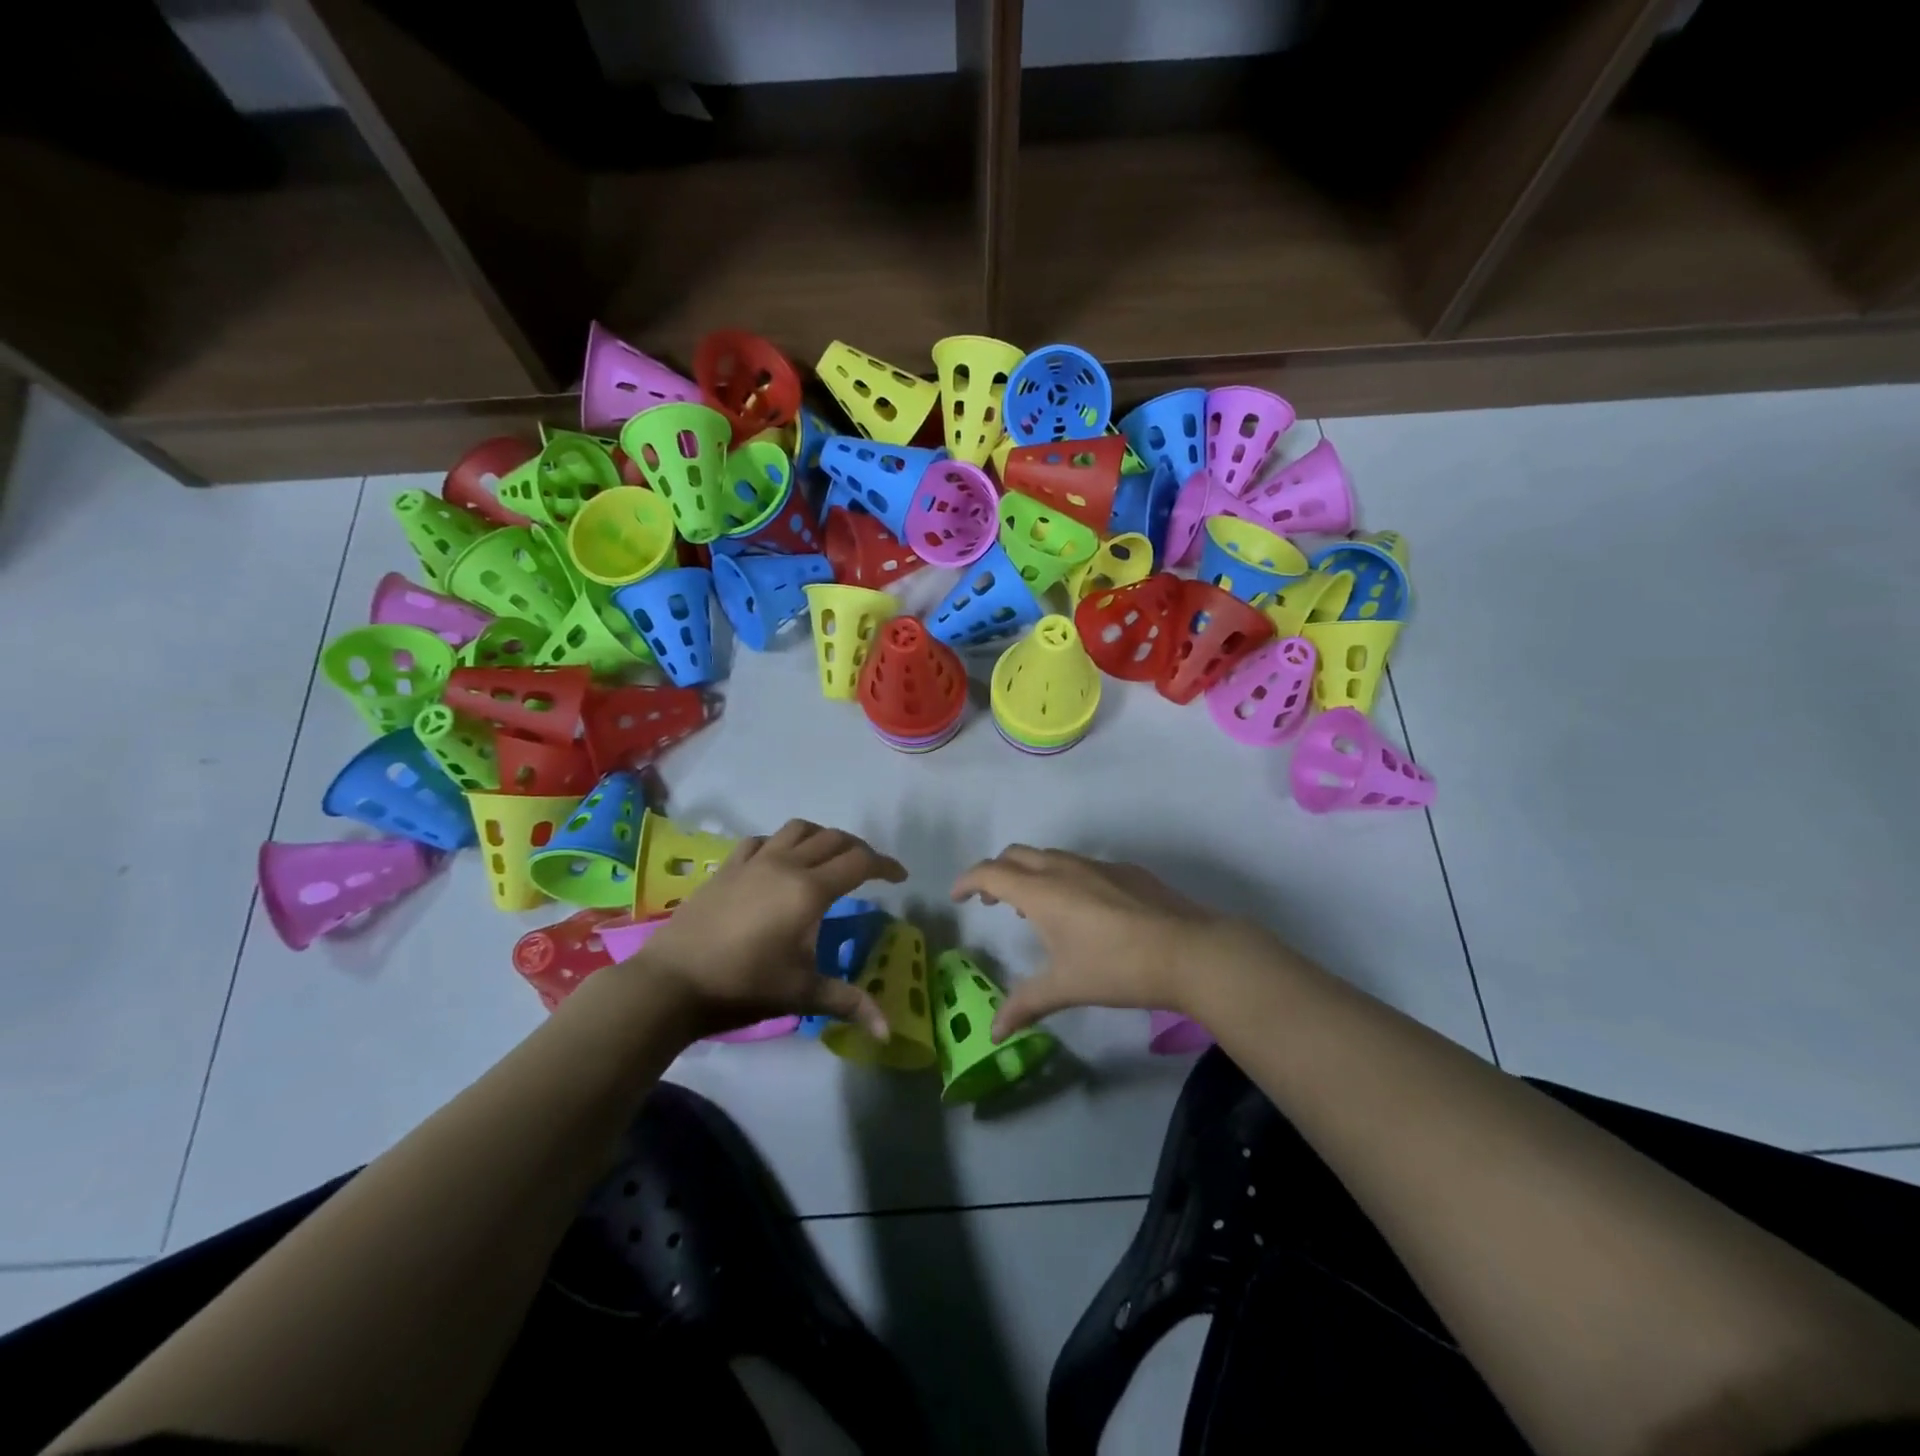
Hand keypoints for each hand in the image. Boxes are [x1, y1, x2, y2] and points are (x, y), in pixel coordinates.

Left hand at [627, 819, 906, 1040]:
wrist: (672, 982)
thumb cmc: (743, 986)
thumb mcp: (802, 994)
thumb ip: (849, 1002)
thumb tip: (888, 1031)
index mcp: (809, 891)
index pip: (859, 863)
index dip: (885, 866)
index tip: (900, 878)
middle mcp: (785, 865)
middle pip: (833, 839)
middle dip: (859, 850)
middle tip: (870, 871)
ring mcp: (753, 862)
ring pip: (798, 830)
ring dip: (822, 837)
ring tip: (829, 858)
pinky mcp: (727, 868)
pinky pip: (762, 840)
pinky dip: (782, 843)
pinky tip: (780, 861)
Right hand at [950, 846, 1284, 1036]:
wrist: (1189, 950)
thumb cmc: (1117, 968)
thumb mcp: (1066, 987)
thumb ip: (1025, 1005)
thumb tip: (993, 1034)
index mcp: (1042, 891)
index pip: (990, 872)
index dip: (967, 881)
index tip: (957, 896)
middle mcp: (1064, 868)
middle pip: (1016, 855)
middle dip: (996, 872)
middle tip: (991, 899)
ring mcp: (1098, 865)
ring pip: (1050, 856)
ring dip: (1030, 873)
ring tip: (1033, 906)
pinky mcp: (1125, 870)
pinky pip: (1080, 864)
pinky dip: (1063, 877)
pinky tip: (1082, 909)